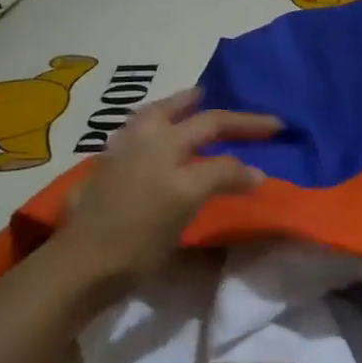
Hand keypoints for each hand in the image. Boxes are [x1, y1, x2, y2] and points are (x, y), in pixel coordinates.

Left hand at [57, 88, 281, 290]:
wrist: (83, 266)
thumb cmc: (140, 232)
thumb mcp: (187, 198)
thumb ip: (221, 176)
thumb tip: (254, 172)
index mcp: (162, 141)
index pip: (213, 123)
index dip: (248, 124)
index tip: (278, 126)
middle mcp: (138, 140)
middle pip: (174, 111)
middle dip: (198, 102)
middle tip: (213, 96)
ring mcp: (116, 157)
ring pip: (145, 122)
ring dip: (168, 111)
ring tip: (182, 109)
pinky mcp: (103, 178)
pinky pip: (133, 140)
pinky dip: (150, 133)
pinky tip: (153, 146)